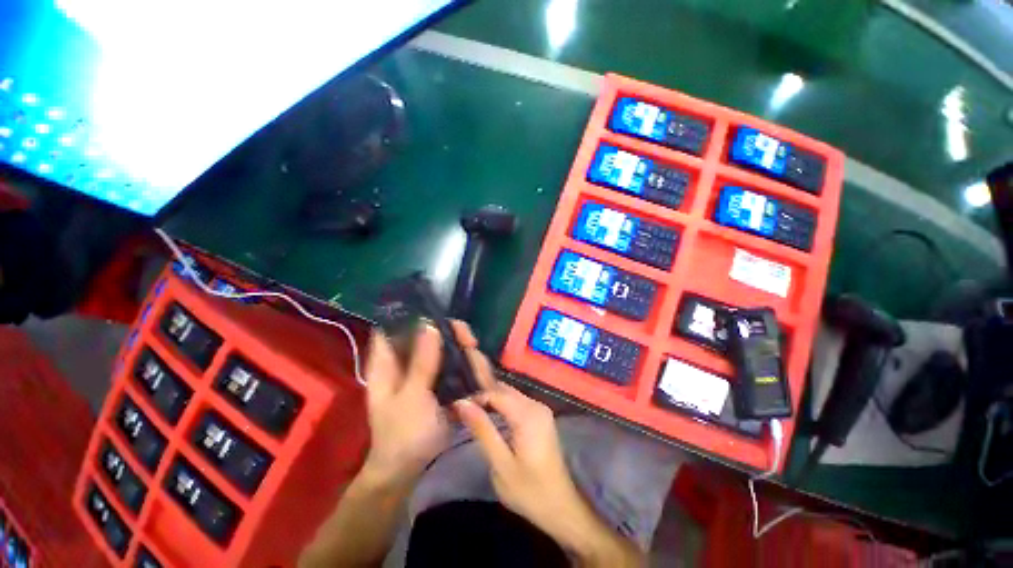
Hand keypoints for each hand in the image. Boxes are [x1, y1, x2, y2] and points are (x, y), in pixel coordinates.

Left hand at [362, 321, 490, 484]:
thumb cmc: (402, 435)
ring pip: (447, 347)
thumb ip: (422, 363)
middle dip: (452, 334)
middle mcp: (407, 360)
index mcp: (388, 361)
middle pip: (429, 332)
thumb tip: (431, 325)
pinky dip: (469, 366)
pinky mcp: (440, 381)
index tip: (442, 318)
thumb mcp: (411, 398)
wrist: (408, 468)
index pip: (396, 325)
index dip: (416, 314)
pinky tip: (480, 376)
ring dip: (465, 352)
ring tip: (478, 365)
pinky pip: (456, 364)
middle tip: (471, 343)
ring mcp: (425, 370)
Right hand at [453, 383, 589, 540]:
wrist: (560, 507)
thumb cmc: (529, 490)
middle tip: (461, 410)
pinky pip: (518, 402)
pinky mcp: (542, 416)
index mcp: (528, 414)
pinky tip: (490, 415)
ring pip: (511, 394)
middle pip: (504, 390)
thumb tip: (462, 403)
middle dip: (482, 396)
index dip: (475, 397)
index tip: (456, 408)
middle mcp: (536, 405)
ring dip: (491, 399)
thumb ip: (482, 429)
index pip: (496, 393)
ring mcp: (541, 409)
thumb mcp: (500, 463)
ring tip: (471, 411)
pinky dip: (502, 405)